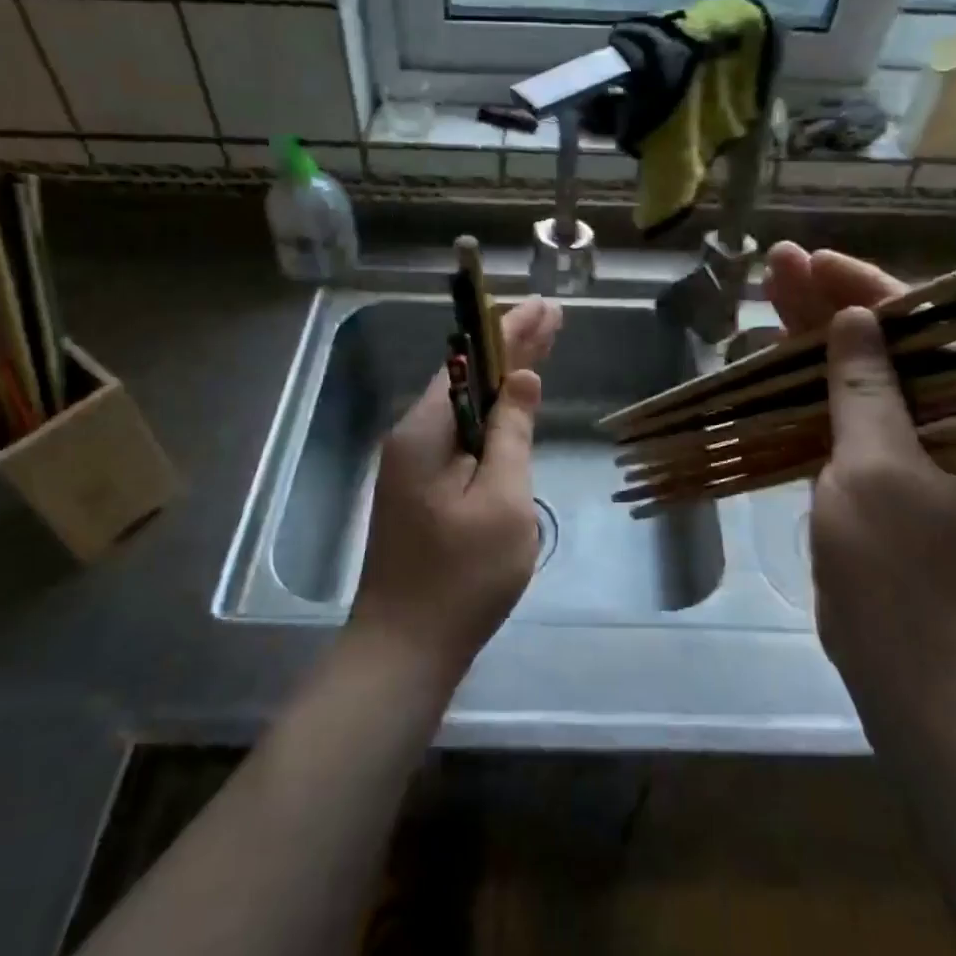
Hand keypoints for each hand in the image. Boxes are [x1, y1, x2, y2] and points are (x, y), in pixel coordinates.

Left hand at [350, 297, 563, 683]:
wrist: (405, 648)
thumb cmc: (462, 576)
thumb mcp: (503, 501)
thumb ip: (511, 435)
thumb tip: (521, 380)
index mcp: (426, 432)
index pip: (472, 363)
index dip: (511, 332)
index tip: (544, 307)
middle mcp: (412, 439)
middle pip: (467, 380)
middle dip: (510, 349)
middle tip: (550, 317)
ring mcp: (412, 468)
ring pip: (464, 409)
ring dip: (501, 380)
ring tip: (538, 349)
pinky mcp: (420, 492)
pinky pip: (460, 438)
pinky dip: (491, 417)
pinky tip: (508, 410)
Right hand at [764, 244, 955, 729]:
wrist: (900, 660)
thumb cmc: (898, 565)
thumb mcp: (878, 468)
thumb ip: (864, 391)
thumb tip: (854, 321)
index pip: (922, 329)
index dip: (868, 290)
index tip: (818, 263)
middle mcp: (943, 421)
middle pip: (882, 345)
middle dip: (830, 304)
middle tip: (777, 263)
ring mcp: (900, 447)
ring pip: (851, 376)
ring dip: (810, 338)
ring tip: (765, 294)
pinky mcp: (865, 472)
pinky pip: (832, 413)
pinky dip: (802, 386)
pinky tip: (768, 359)